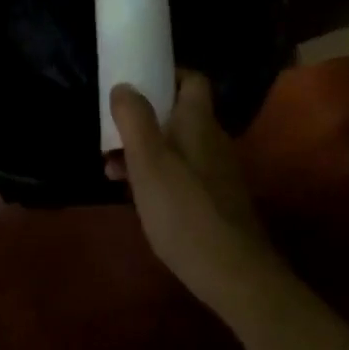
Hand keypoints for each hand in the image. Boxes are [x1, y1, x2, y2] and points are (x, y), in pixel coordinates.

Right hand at [109, 74, 282, 318]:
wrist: (235, 274)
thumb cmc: (184, 211)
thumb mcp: (148, 162)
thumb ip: (134, 119)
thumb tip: (124, 86)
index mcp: (198, 122)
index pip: (192, 79)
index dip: (166, 75)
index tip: (135, 83)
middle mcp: (213, 139)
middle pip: (179, 113)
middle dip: (144, 119)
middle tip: (113, 134)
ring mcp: (218, 171)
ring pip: (177, 145)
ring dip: (146, 150)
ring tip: (113, 171)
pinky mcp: (217, 200)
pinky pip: (183, 172)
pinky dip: (159, 175)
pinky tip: (139, 198)